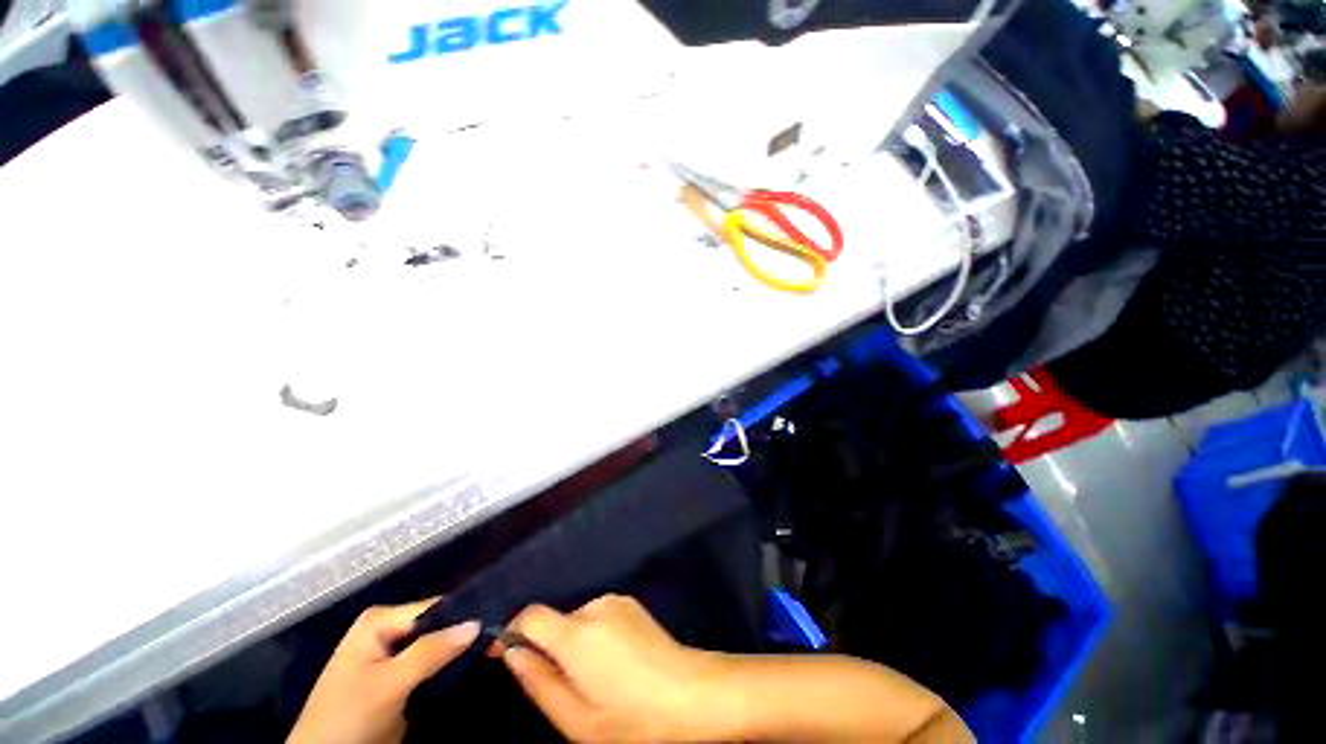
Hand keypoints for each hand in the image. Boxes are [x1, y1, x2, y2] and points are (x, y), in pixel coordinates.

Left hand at [288, 600, 479, 743]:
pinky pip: (432, 665)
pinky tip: (471, 666)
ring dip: (459, 652)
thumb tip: (477, 622)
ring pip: (437, 645)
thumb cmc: (348, 716)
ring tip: (492, 651)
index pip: (434, 607)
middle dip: (463, 634)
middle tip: (497, 639)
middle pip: (437, 625)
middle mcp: (388, 631)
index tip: (495, 623)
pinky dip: (449, 667)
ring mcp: (393, 656)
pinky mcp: (399, 679)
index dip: (464, 615)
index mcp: (380, 620)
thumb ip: (431, 652)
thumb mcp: (389, 684)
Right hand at [498, 594, 722, 741]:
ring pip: (578, 622)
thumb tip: (513, 653)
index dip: (513, 632)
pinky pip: (599, 617)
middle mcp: (596, 606)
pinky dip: (595, 637)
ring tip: (597, 679)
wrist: (690, 694)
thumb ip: (539, 683)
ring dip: (576, 646)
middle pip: (557, 622)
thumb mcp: (576, 719)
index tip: (505, 655)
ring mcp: (617, 601)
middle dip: (551, 650)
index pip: (531, 615)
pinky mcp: (631, 603)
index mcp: (578, 634)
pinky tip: (615, 663)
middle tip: (568, 688)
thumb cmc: (631, 718)